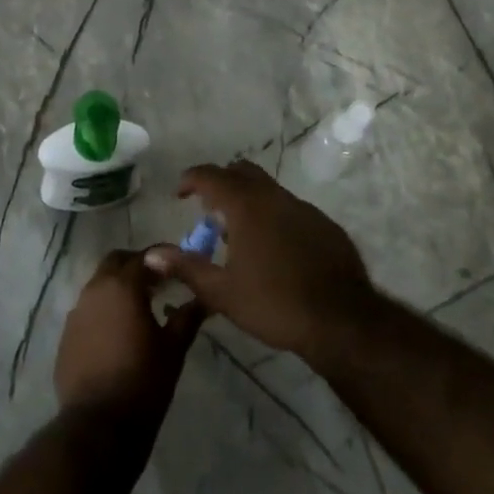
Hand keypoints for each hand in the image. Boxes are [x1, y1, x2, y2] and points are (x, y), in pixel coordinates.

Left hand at [55, 249, 204, 416]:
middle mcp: (94, 290)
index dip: (164, 258)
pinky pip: (87, 312)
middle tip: (159, 283)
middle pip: (115, 262)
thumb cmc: (143, 382)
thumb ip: (187, 317)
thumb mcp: (173, 349)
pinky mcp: (67, 336)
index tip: (180, 265)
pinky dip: (104, 312)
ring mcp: (76, 313)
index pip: (144, 257)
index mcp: (122, 286)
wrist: (99, 426)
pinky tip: (118, 335)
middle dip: (137, 266)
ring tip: (140, 310)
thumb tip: (204, 299)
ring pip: (99, 286)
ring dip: (118, 289)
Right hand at [144, 161, 377, 362]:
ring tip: (239, 234)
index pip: (211, 175)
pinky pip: (291, 209)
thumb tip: (151, 253)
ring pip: (269, 190)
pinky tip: (275, 250)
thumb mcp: (222, 292)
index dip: (191, 179)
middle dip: (221, 183)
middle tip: (209, 209)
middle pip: (242, 172)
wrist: (343, 322)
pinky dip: (274, 217)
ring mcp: (304, 208)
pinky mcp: (325, 225)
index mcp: (246, 205)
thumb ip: (186, 267)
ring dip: (249, 201)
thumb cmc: (275, 304)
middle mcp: (274, 197)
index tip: (180, 194)